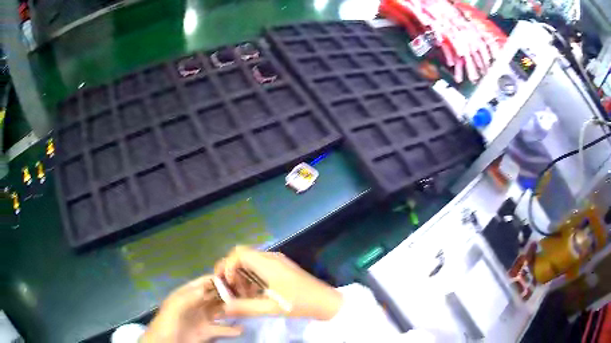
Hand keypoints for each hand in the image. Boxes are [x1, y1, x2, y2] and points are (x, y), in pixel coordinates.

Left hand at [141, 275, 241, 342]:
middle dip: (230, 295)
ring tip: (248, 310)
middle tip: (248, 296)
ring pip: (221, 311)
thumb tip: (210, 286)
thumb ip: (190, 297)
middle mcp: (197, 304)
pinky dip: (233, 328)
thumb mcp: (175, 307)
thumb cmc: (167, 323)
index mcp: (187, 294)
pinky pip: (222, 328)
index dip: (220, 280)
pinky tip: (242, 328)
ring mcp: (202, 318)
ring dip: (233, 310)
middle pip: (216, 296)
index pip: (205, 282)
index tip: (238, 280)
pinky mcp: (207, 332)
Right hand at [215, 246, 342, 320]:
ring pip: (251, 262)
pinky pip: (260, 268)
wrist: (327, 302)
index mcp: (267, 263)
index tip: (227, 284)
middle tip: (231, 290)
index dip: (227, 266)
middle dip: (232, 271)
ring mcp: (278, 262)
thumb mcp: (271, 308)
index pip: (238, 253)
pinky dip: (252, 278)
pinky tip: (255, 294)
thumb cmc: (300, 303)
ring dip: (242, 276)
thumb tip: (224, 308)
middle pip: (242, 256)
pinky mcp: (282, 269)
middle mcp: (271, 258)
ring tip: (242, 295)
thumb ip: (245, 307)